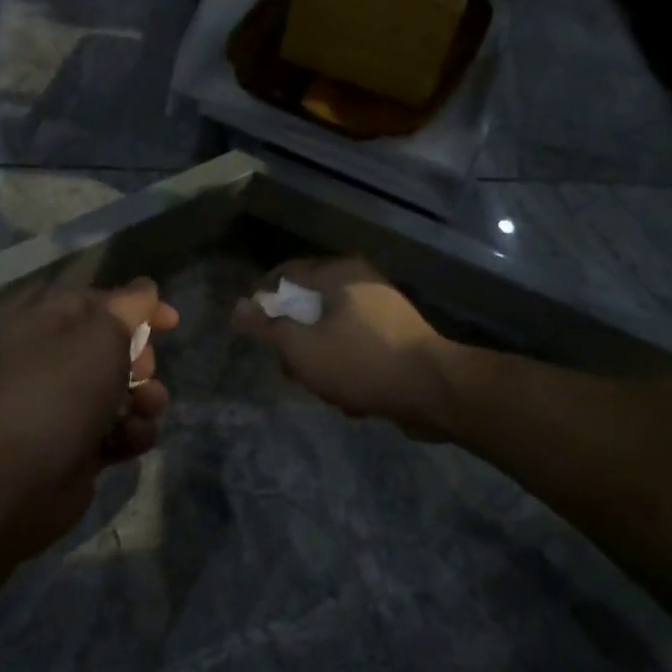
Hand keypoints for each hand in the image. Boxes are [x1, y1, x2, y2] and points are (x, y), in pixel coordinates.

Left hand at [0, 278, 177, 568]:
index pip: (95, 302)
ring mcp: (64, 408)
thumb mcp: (102, 334)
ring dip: (145, 399)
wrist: (23, 480)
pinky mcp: (79, 447)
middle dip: (141, 360)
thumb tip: (145, 288)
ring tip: (144, 409)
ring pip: (124, 392)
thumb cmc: (62, 391)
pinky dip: (132, 433)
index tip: (172, 321)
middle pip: (114, 349)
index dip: (136, 307)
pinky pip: (119, 430)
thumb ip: (131, 306)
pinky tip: (130, 440)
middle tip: (143, 370)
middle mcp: (49, 364)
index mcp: (42, 326)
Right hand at [231, 258, 454, 438]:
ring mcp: (383, 312)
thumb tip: (237, 308)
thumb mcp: (301, 347)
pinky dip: (349, 370)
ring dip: (323, 364)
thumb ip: (266, 327)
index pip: (286, 273)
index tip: (250, 326)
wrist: (434, 391)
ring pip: (332, 334)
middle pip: (309, 308)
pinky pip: (357, 350)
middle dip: (296, 344)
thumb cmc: (361, 361)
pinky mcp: (397, 340)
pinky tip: (353, 399)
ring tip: (327, 391)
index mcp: (339, 274)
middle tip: (290, 370)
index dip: (262, 297)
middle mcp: (362, 284)